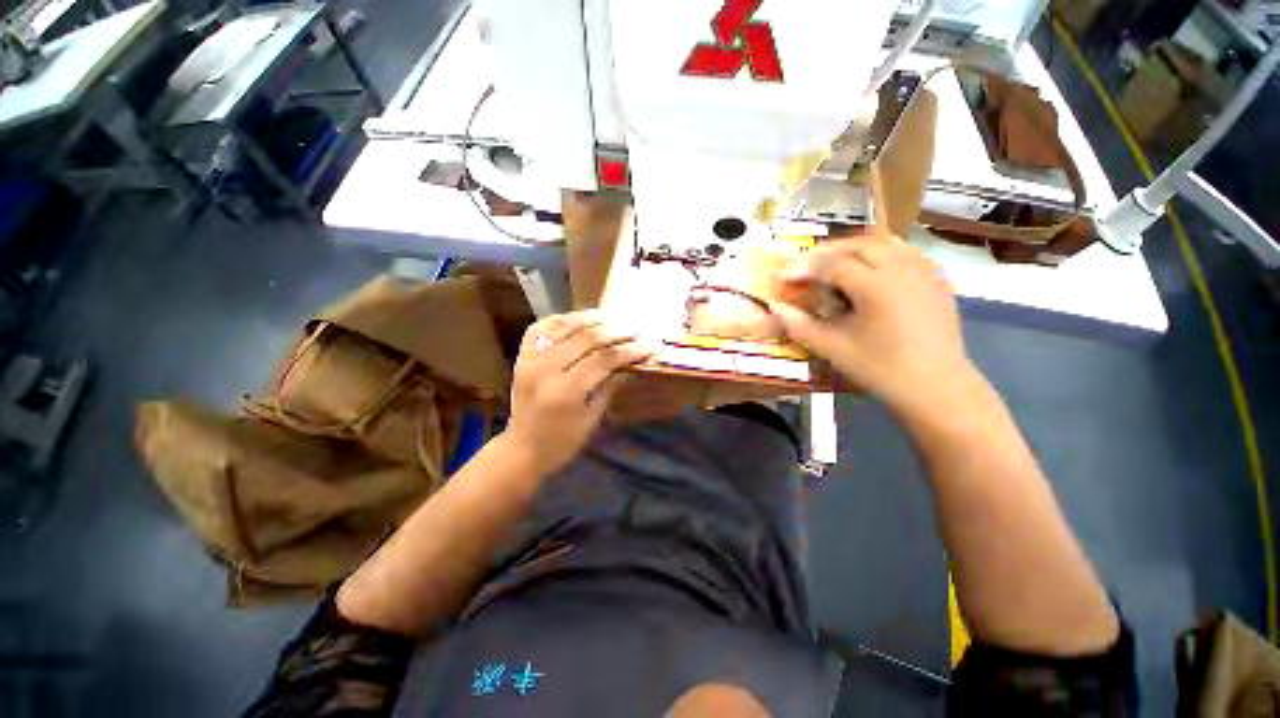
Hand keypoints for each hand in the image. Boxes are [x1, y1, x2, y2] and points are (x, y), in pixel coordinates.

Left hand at [501, 311, 650, 473]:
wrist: (521, 449)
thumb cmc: (562, 442)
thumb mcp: (591, 419)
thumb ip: (610, 387)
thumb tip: (631, 365)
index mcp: (565, 391)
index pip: (602, 361)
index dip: (626, 351)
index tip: (646, 346)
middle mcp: (544, 370)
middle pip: (585, 339)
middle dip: (613, 333)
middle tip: (633, 331)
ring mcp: (529, 360)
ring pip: (563, 328)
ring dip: (588, 320)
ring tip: (609, 319)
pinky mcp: (521, 356)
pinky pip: (540, 328)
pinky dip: (559, 320)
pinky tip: (576, 319)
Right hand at [771, 235, 978, 416]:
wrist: (937, 387)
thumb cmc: (881, 369)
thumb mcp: (834, 349)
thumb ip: (801, 326)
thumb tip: (775, 308)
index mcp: (876, 285)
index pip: (831, 265)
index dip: (803, 268)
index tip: (783, 276)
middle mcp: (902, 267)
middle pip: (857, 244)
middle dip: (826, 252)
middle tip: (804, 266)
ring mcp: (924, 270)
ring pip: (883, 242)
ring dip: (853, 248)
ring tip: (833, 263)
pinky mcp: (937, 279)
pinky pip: (904, 252)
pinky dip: (880, 253)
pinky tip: (870, 271)